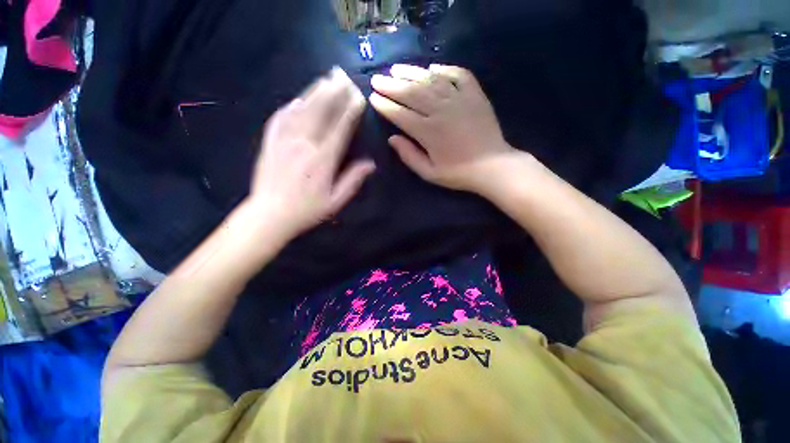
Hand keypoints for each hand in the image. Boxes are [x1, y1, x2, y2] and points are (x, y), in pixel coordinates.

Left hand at [248, 67, 374, 240]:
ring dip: (314, 93)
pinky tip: (297, 99)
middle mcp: (304, 145)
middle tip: (342, 77)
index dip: (350, 111)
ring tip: (324, 79)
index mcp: (323, 160)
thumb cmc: (307, 210)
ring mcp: (284, 141)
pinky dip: (290, 106)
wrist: (269, 214)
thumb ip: (353, 180)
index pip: (340, 129)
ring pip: (301, 111)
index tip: (358, 96)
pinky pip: (280, 118)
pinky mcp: (270, 142)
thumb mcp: (335, 201)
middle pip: (320, 113)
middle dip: (333, 93)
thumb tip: (370, 164)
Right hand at [369, 64, 516, 192]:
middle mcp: (440, 110)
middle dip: (391, 85)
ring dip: (411, 73)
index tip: (373, 97)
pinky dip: (445, 69)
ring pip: (430, 80)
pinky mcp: (475, 95)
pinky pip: (458, 75)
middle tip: (377, 79)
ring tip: (396, 69)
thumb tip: (392, 139)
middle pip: (411, 93)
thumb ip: (409, 156)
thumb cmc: (458, 173)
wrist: (492, 166)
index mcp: (428, 132)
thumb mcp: (429, 173)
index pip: (400, 114)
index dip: (385, 105)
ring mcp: (459, 99)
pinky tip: (433, 67)